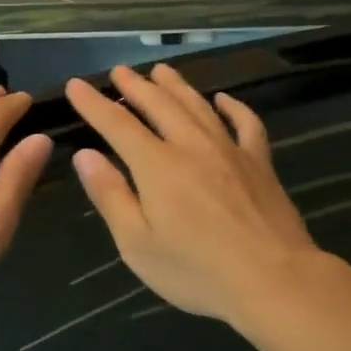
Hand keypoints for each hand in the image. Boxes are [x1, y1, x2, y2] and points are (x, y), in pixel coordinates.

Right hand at [64, 63, 319, 327]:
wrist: (274, 280)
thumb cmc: (197, 270)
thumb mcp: (137, 244)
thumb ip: (110, 195)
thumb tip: (85, 156)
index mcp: (157, 165)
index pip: (117, 123)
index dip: (94, 103)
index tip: (76, 85)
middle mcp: (191, 145)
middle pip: (159, 104)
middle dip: (135, 85)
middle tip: (119, 71)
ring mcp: (230, 150)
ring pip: (198, 106)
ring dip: (176, 86)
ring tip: (161, 71)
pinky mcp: (260, 163)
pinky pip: (246, 123)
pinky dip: (233, 107)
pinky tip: (223, 100)